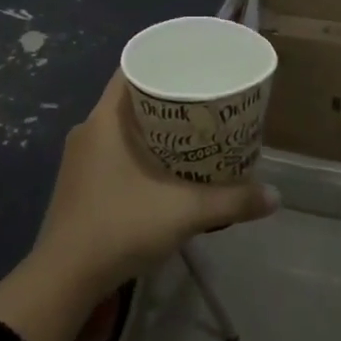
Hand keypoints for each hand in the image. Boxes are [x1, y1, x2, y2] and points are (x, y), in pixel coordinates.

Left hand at [33, 71, 279, 297]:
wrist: (64, 279)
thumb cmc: (120, 227)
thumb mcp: (185, 212)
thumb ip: (232, 201)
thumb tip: (275, 197)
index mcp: (104, 120)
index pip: (131, 69)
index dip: (162, 61)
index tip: (193, 64)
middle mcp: (88, 131)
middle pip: (130, 99)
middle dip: (167, 96)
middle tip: (205, 100)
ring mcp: (80, 160)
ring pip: (122, 128)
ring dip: (154, 127)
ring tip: (193, 132)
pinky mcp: (79, 184)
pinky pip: (113, 151)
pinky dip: (140, 150)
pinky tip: (166, 168)